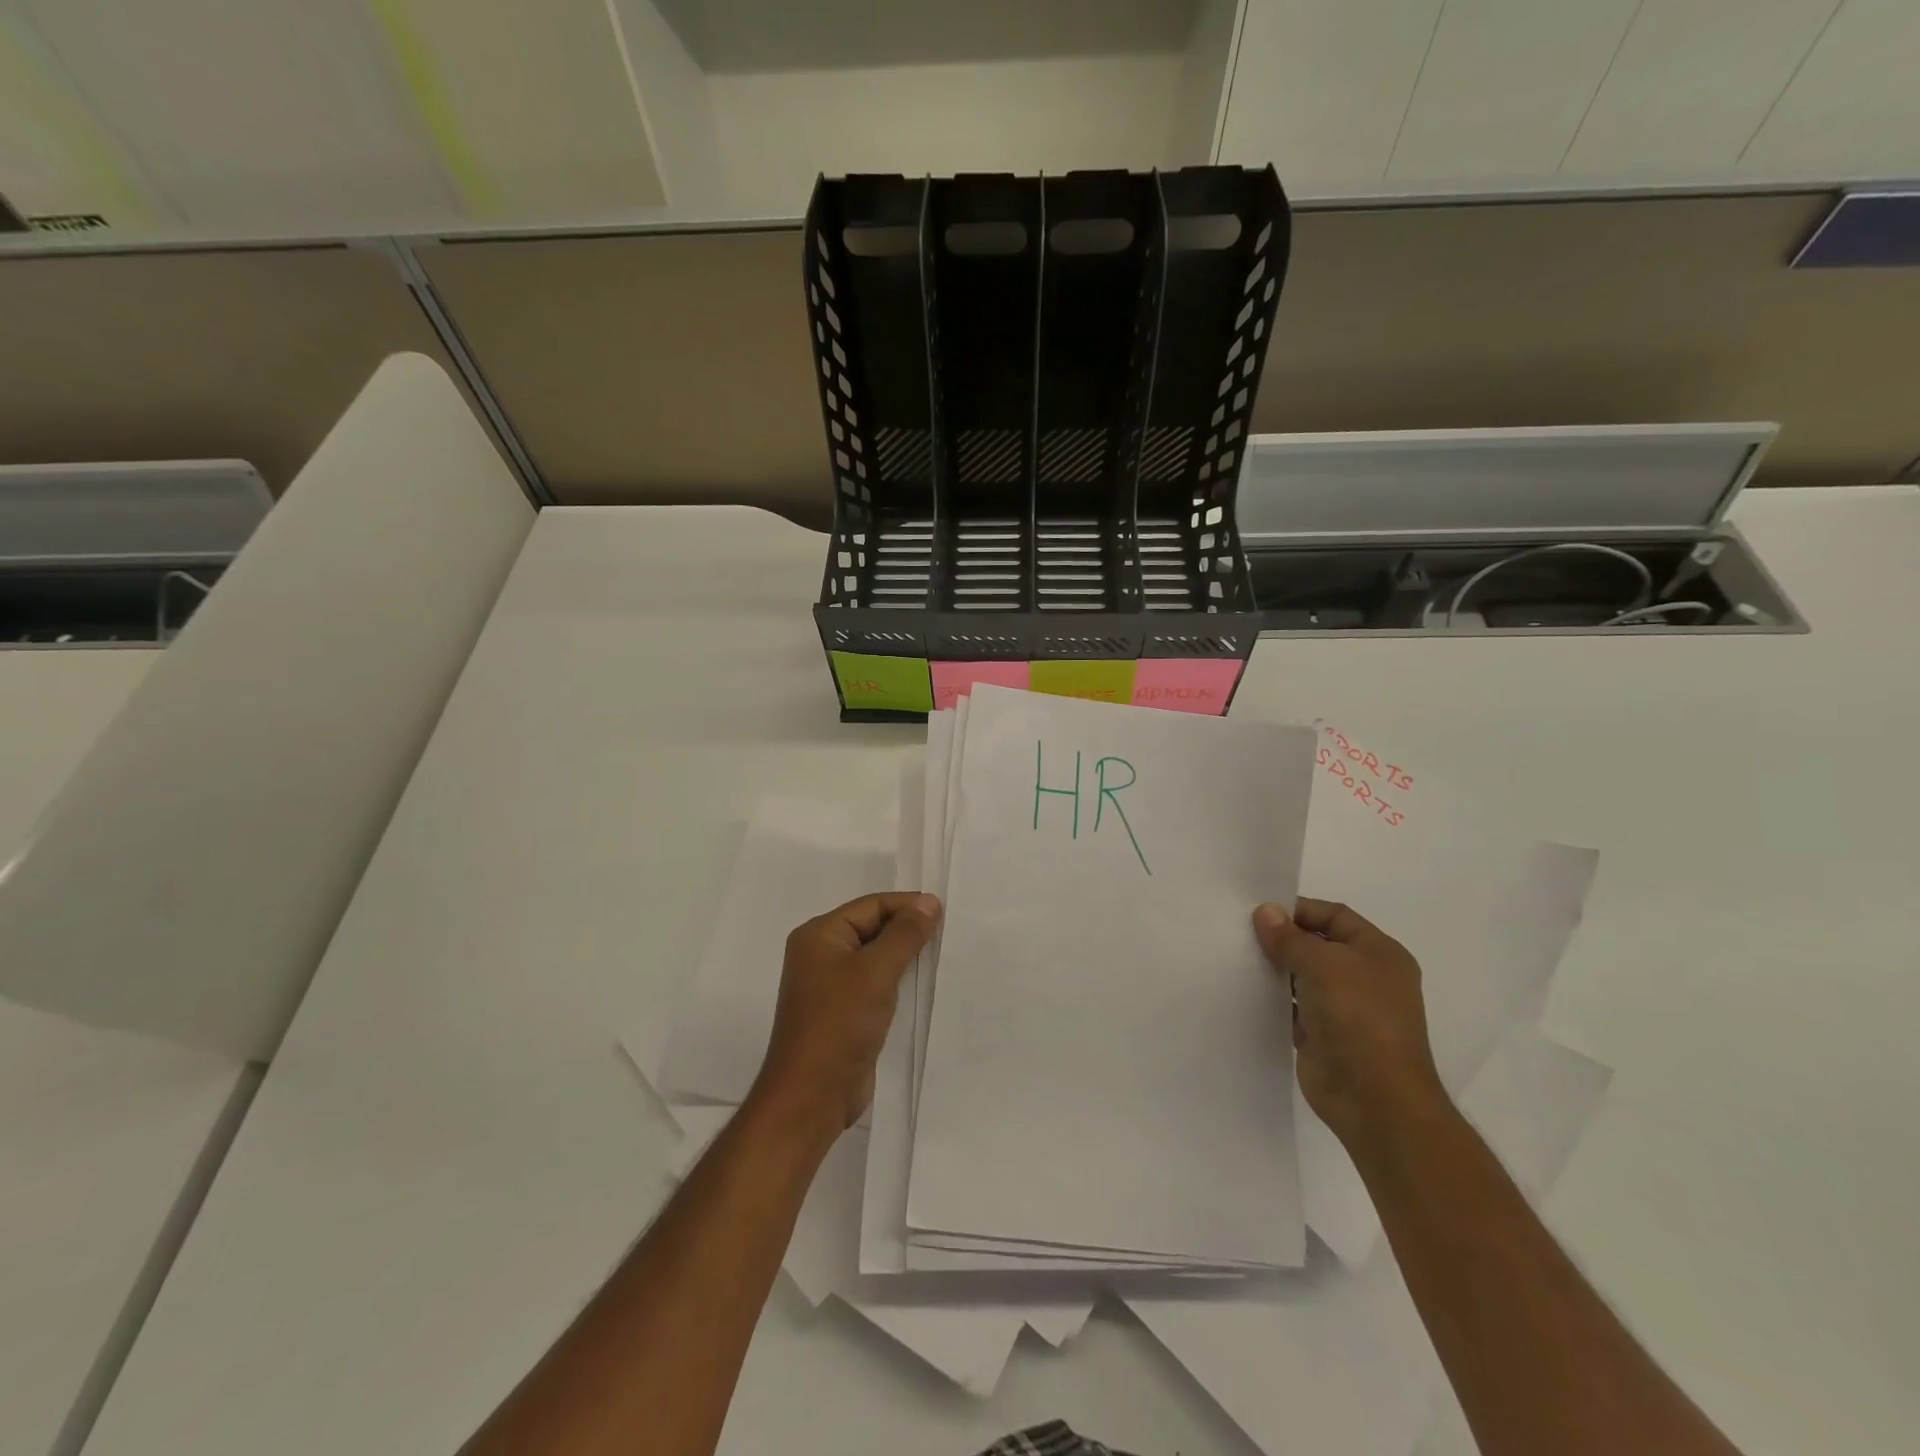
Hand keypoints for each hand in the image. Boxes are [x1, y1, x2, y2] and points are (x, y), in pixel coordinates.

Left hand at [751, 892, 941, 1135]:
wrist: (812, 1095)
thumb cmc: (839, 1024)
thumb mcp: (876, 972)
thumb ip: (905, 934)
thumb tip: (929, 902)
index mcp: (819, 935)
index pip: (870, 905)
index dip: (907, 905)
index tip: (943, 911)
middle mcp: (820, 953)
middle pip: (871, 927)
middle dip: (907, 928)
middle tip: (947, 930)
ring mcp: (829, 984)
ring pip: (874, 955)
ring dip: (904, 954)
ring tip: (940, 952)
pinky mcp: (842, 1011)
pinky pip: (873, 982)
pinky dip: (896, 978)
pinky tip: (921, 982)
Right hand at [1253, 897, 1449, 1152]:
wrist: (1374, 1098)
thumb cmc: (1358, 1017)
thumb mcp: (1322, 964)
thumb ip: (1290, 938)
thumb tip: (1265, 912)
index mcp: (1379, 953)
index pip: (1335, 916)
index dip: (1300, 910)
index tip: (1260, 911)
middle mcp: (1366, 977)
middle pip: (1318, 945)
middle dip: (1283, 939)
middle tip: (1241, 932)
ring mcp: (1346, 1009)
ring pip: (1304, 977)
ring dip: (1276, 969)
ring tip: (1237, 958)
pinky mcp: (1325, 1036)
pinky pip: (1294, 1007)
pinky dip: (1274, 999)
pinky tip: (1246, 991)